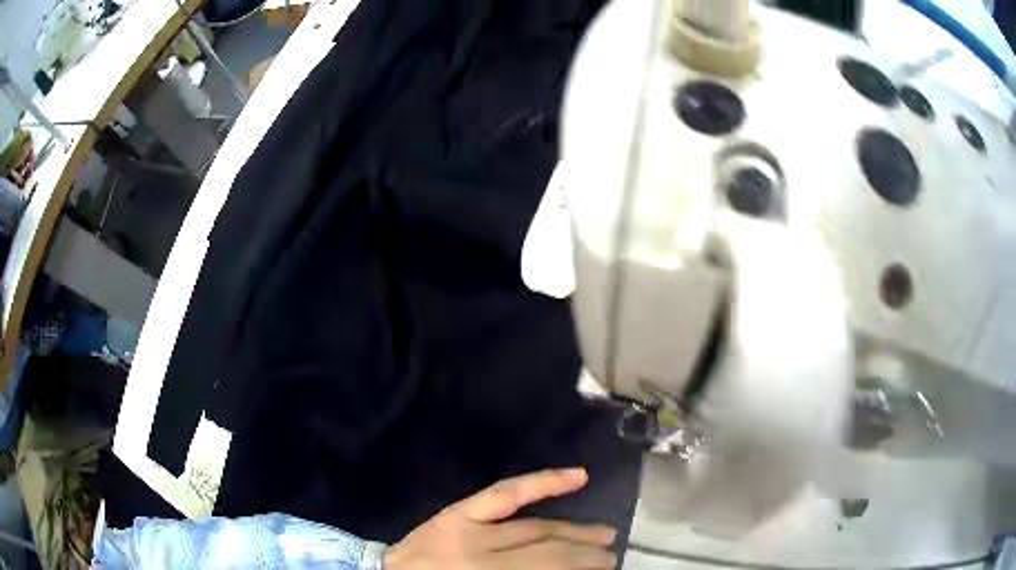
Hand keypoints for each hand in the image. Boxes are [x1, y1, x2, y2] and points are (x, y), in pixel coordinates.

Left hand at [383, 468, 617, 569]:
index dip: (580, 569)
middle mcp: (482, 558)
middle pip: (548, 553)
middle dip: (585, 555)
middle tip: (609, 558)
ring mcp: (470, 530)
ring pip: (536, 529)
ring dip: (575, 531)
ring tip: (604, 533)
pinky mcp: (459, 512)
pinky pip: (506, 493)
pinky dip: (543, 484)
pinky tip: (577, 476)